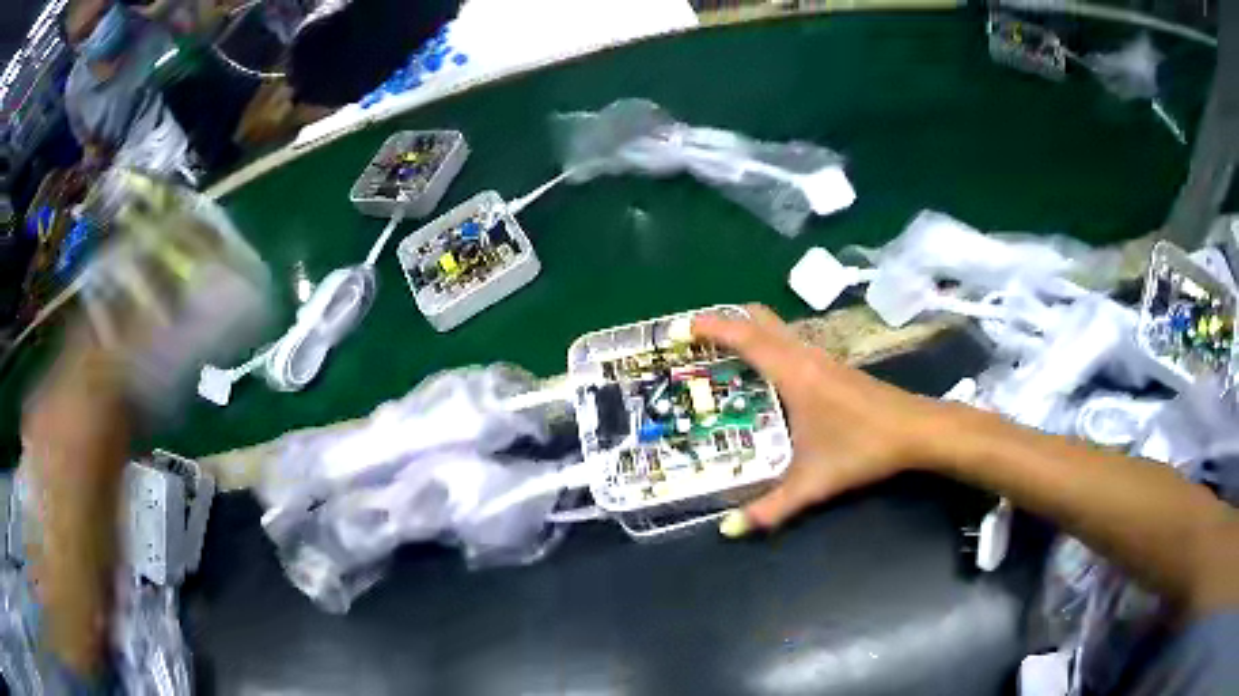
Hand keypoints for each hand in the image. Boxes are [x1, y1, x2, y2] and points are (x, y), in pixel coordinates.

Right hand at [692, 306, 948, 535]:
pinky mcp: (833, 366)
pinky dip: (767, 344)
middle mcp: (806, 355)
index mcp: (795, 373)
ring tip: (721, 355)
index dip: (713, 327)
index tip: (682, 326)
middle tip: (698, 339)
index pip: (747, 338)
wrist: (916, 430)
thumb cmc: (863, 447)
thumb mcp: (813, 482)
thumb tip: (728, 529)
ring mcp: (822, 357)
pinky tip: (764, 375)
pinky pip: (790, 342)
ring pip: (778, 328)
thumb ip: (770, 508)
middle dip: (727, 320)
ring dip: (748, 331)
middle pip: (761, 319)